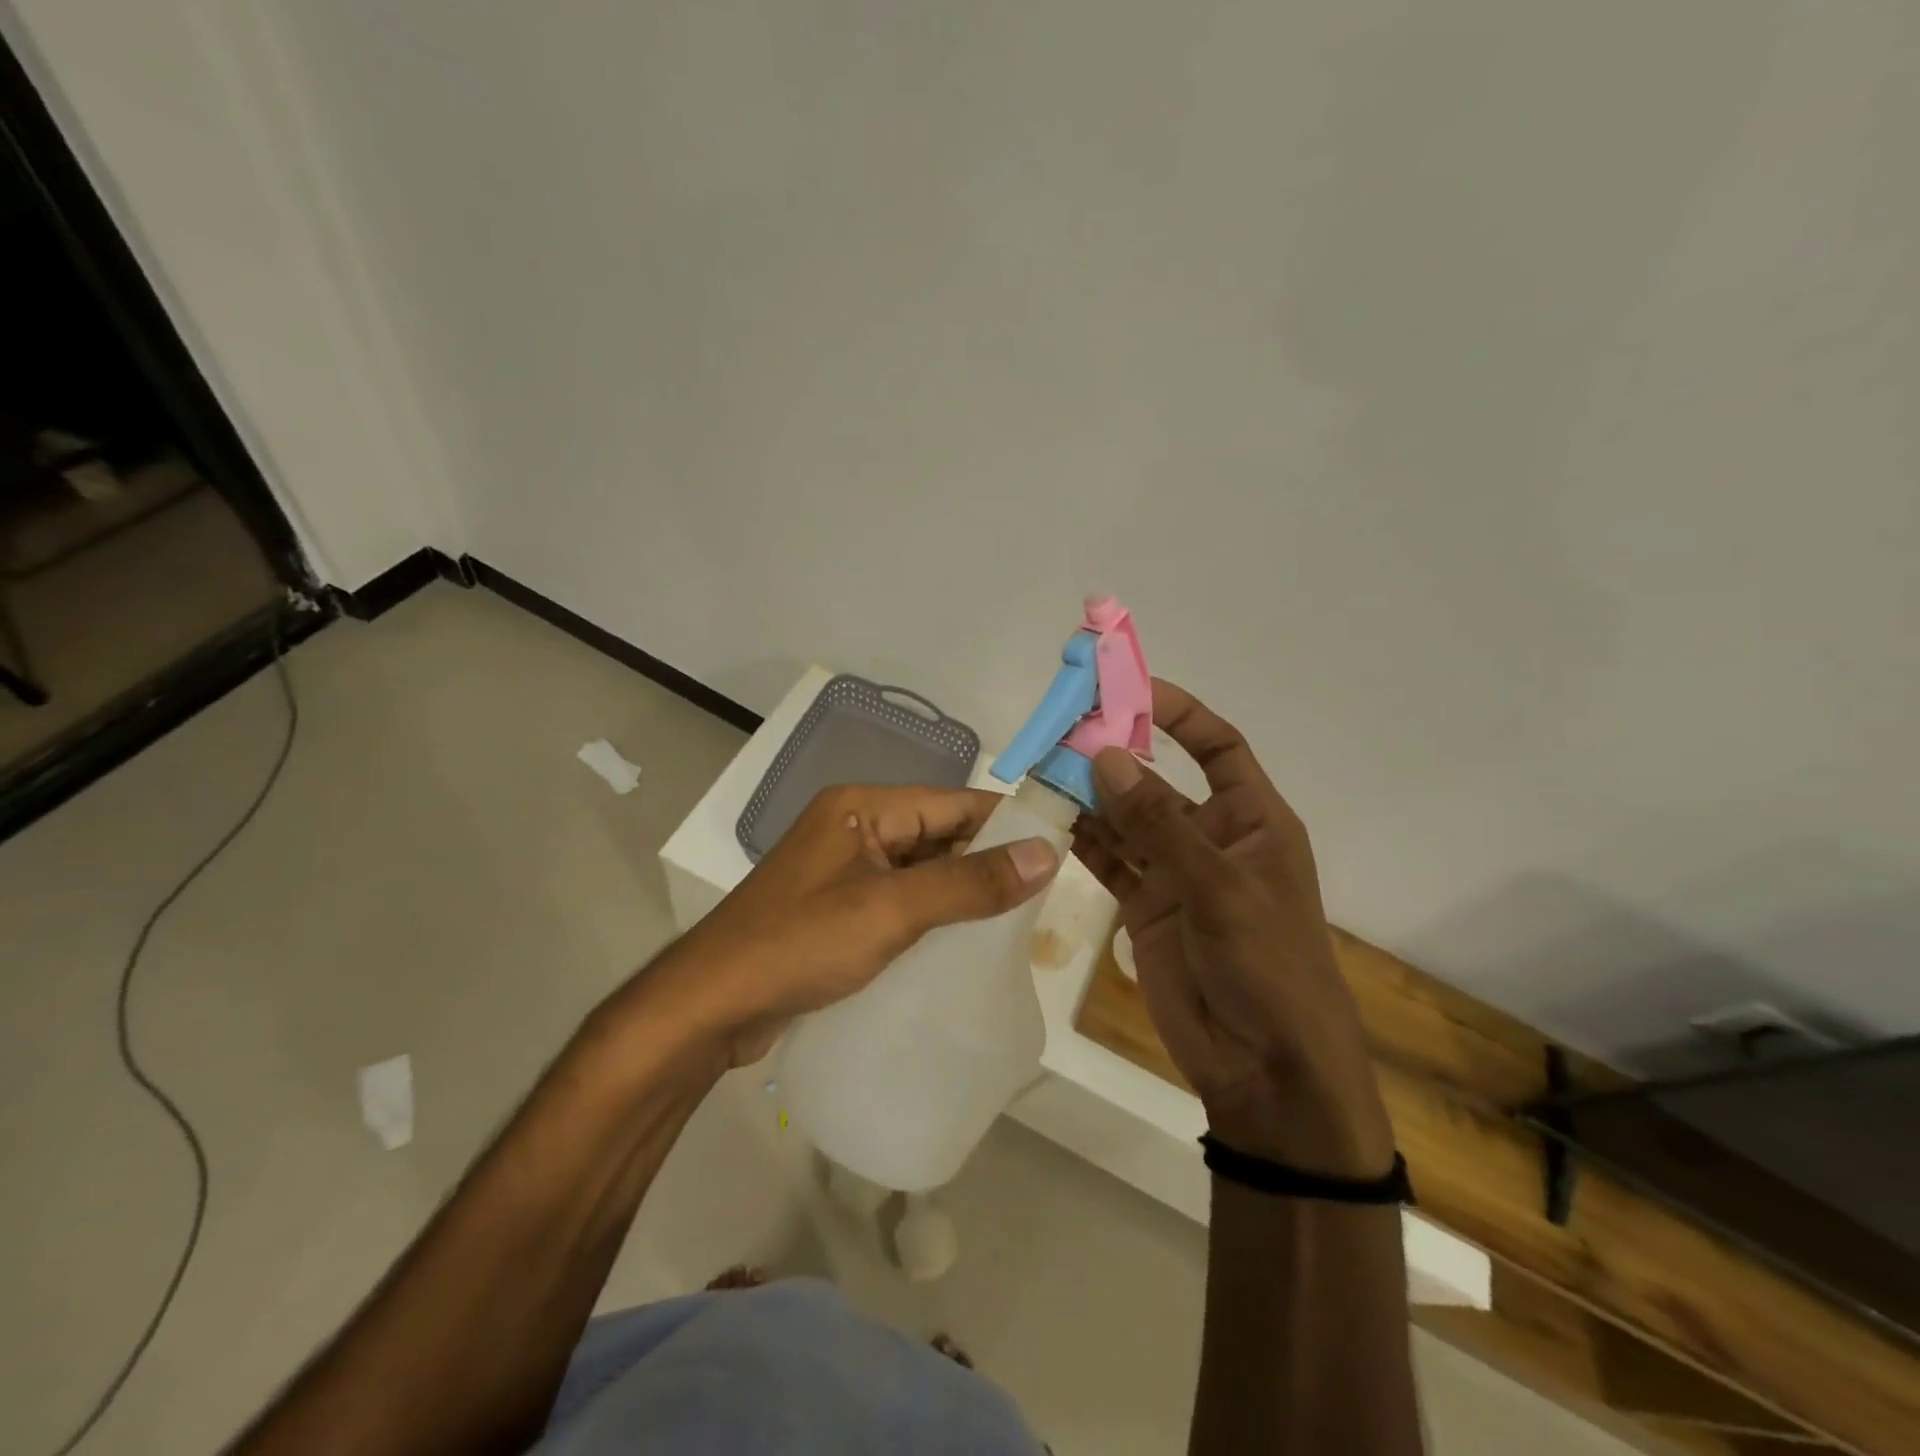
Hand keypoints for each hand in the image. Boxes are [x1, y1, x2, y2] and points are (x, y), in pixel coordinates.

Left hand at [653, 784, 1060, 1065]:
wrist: (708, 1007)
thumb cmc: (800, 944)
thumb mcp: (892, 909)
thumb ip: (970, 882)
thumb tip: (1047, 854)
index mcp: (864, 807)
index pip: (953, 803)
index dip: (1006, 825)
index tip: (1057, 852)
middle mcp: (855, 828)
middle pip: (938, 836)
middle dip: (987, 865)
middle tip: (1044, 900)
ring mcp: (844, 871)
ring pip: (921, 873)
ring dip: (961, 895)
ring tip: (1017, 926)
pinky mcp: (837, 911)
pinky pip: (900, 903)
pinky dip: (932, 918)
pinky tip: (964, 947)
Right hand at [1073, 682, 1393, 1178]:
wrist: (1265, 1066)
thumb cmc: (1267, 965)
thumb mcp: (1219, 887)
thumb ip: (1158, 824)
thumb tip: (1105, 756)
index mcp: (1253, 820)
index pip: (1217, 747)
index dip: (1179, 714)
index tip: (1129, 689)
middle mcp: (1212, 838)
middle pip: (1158, 781)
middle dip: (1116, 757)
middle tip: (1063, 733)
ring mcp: (1176, 874)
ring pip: (1127, 821)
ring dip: (1091, 798)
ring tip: (1044, 773)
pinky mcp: (1146, 908)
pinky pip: (1111, 862)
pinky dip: (1084, 842)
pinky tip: (1050, 822)